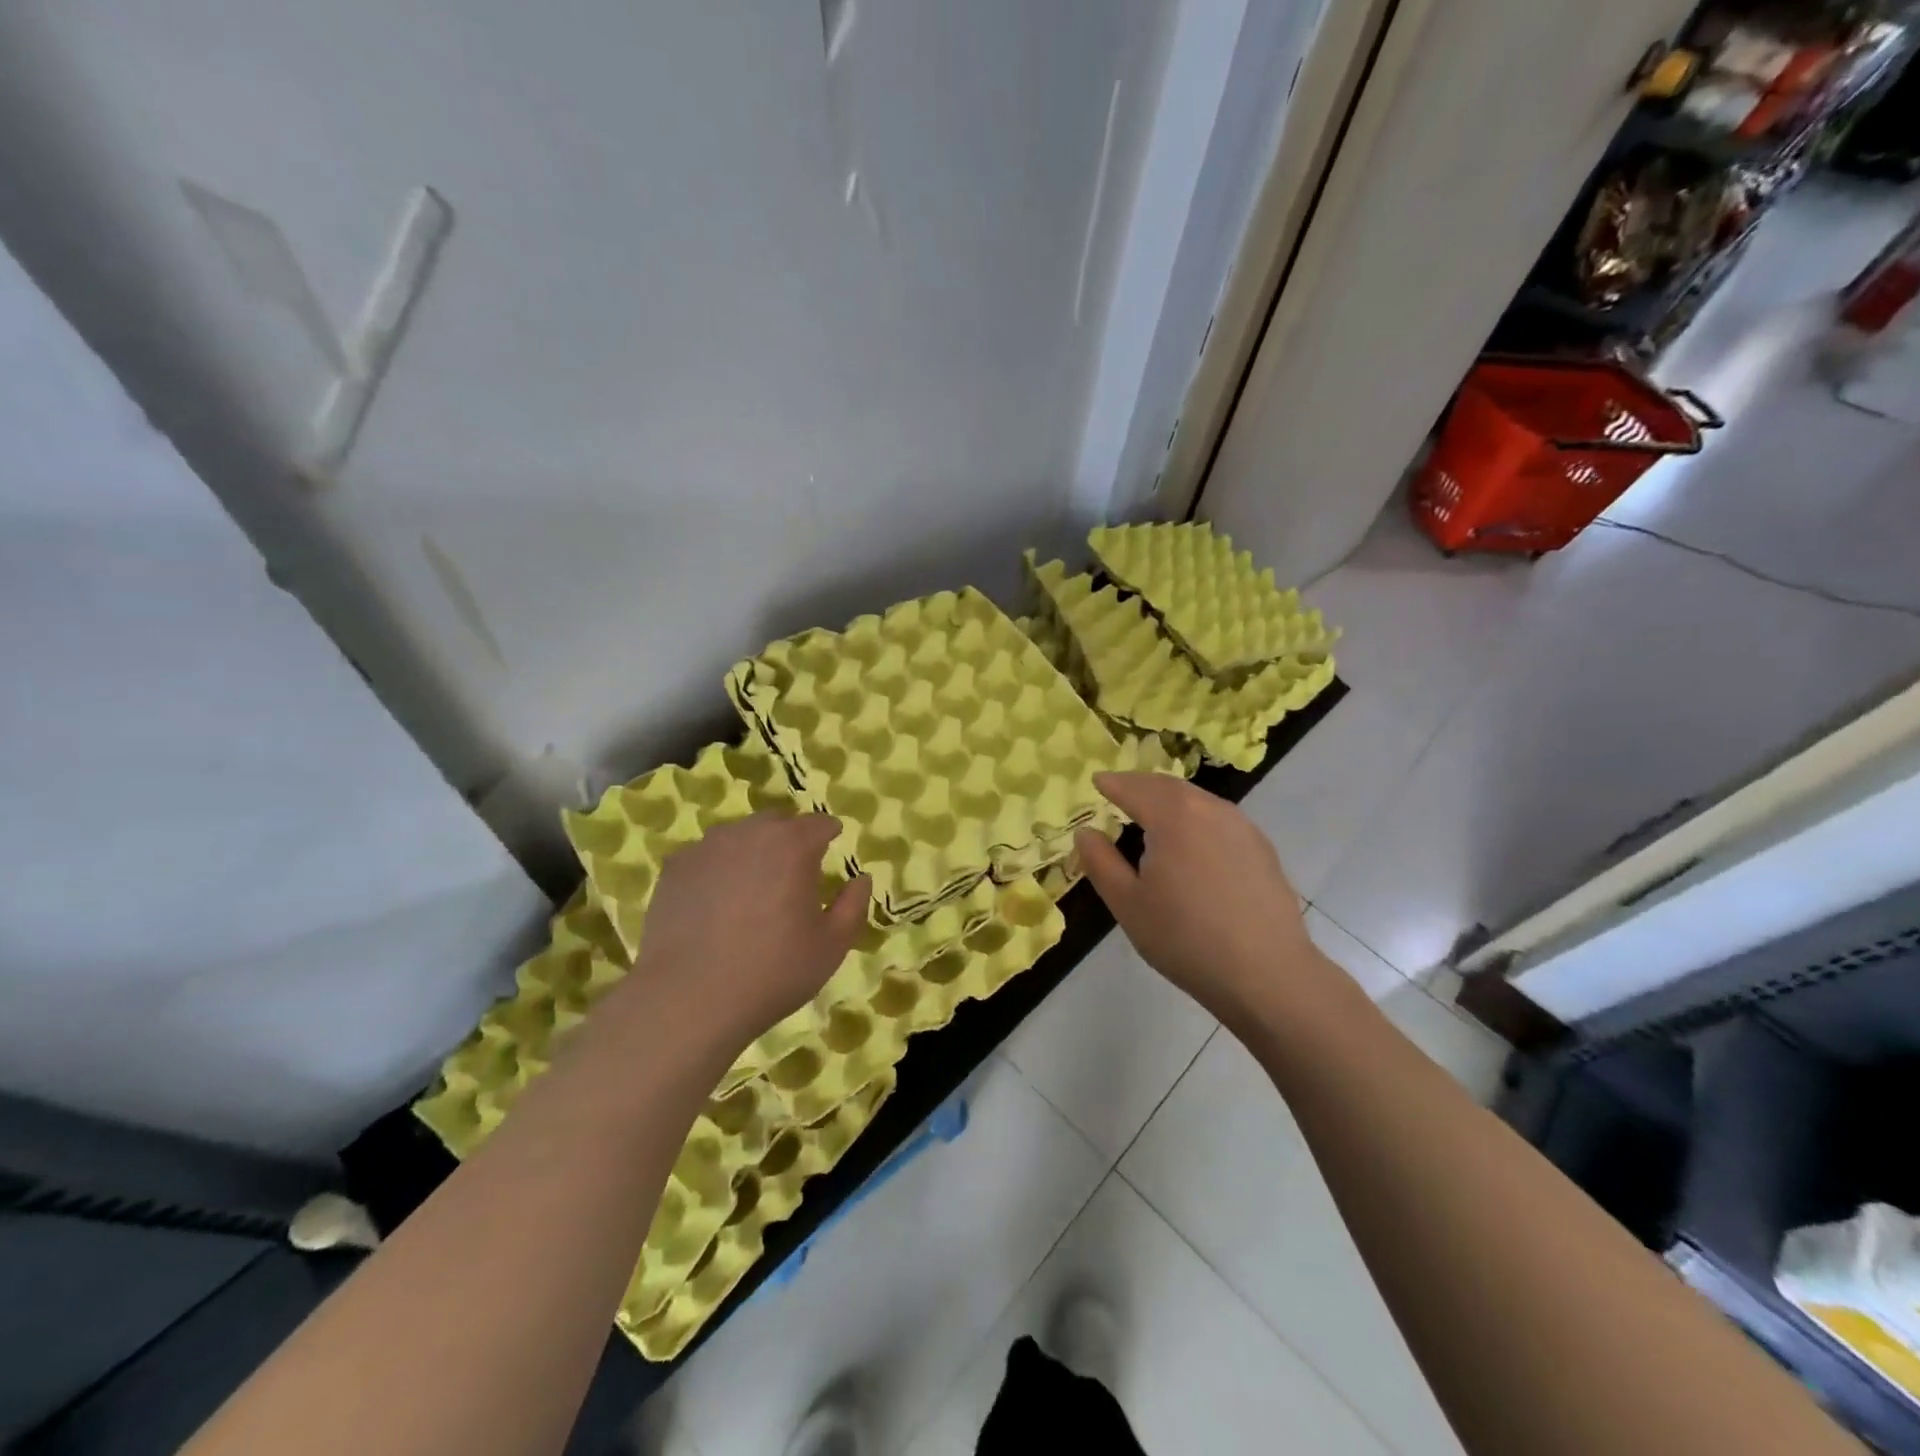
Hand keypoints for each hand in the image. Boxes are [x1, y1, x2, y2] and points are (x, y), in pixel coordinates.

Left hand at [628, 811, 870, 1053]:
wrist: (687, 998)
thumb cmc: (772, 971)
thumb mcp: (831, 946)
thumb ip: (853, 905)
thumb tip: (861, 878)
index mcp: (793, 845)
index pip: (819, 824)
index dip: (829, 835)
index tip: (831, 850)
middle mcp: (749, 833)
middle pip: (777, 823)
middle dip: (789, 840)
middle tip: (792, 876)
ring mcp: (706, 847)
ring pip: (739, 836)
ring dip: (752, 852)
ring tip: (751, 890)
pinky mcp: (674, 868)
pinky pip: (706, 857)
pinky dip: (717, 870)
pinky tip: (714, 904)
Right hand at [1075, 773, 1330, 1032]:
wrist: (1267, 974)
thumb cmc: (1185, 938)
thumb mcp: (1128, 904)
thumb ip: (1100, 862)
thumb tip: (1086, 832)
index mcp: (1174, 816)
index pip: (1134, 788)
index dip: (1112, 783)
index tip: (1096, 781)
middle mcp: (1210, 809)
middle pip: (1168, 786)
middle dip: (1140, 785)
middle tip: (1120, 791)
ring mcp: (1242, 826)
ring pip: (1197, 800)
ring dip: (1169, 800)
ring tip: (1151, 815)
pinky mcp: (1261, 848)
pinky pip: (1218, 818)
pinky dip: (1195, 817)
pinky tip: (1190, 842)